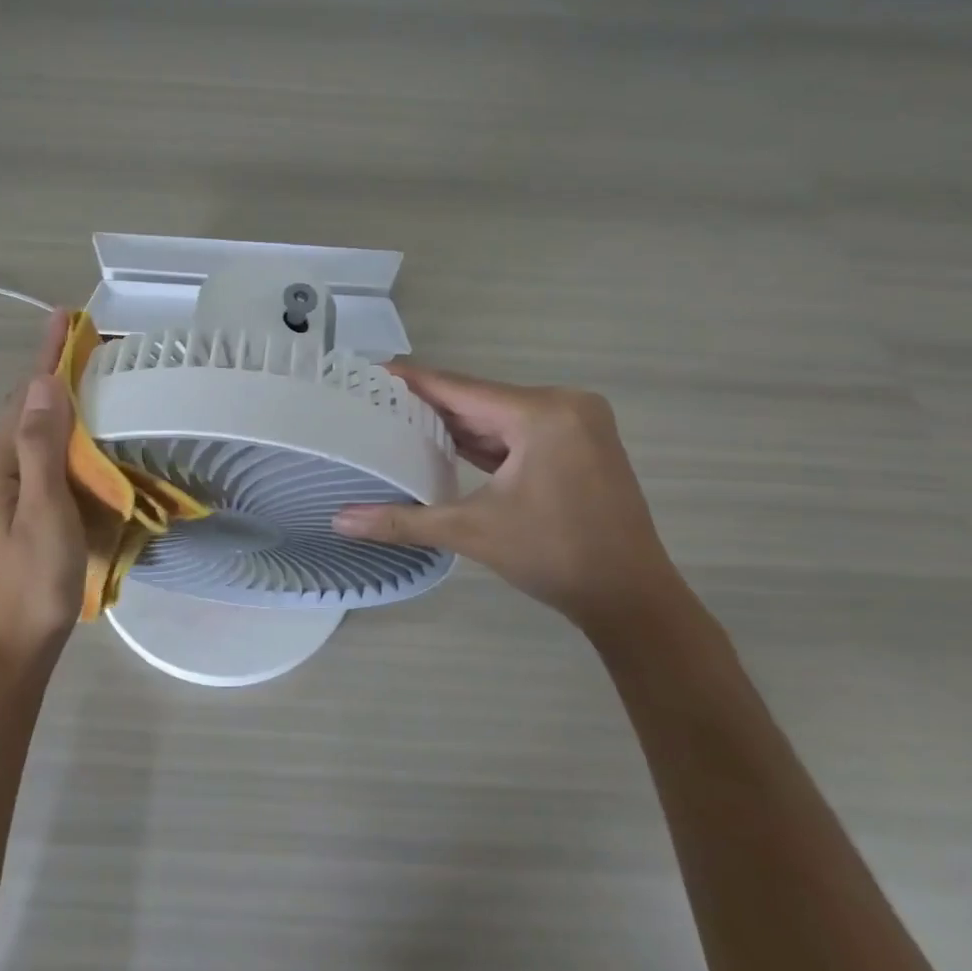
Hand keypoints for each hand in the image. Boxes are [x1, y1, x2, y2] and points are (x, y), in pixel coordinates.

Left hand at [0, 309, 85, 671]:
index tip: (64, 318)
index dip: (47, 358)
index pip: (24, 399)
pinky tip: (66, 446)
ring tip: (81, 387)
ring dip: (48, 410)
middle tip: (84, 349)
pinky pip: (22, 463)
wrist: (5, 654)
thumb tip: (44, 384)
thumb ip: (43, 448)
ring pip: (20, 439)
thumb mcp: (46, 513)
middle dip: (48, 379)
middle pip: (18, 415)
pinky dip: (46, 442)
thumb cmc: (33, 585)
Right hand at [334, 364, 684, 637]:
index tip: (368, 372)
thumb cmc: (555, 557)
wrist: (631, 598)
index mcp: (542, 413)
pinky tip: (446, 444)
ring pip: (499, 415)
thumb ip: (403, 520)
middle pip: (479, 399)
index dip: (411, 381)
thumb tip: (339, 521)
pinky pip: (519, 431)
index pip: (459, 387)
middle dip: (429, 405)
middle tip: (374, 404)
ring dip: (456, 423)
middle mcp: (564, 405)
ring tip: (399, 422)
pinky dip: (485, 439)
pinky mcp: (580, 443)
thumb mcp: (472, 532)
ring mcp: (577, 423)